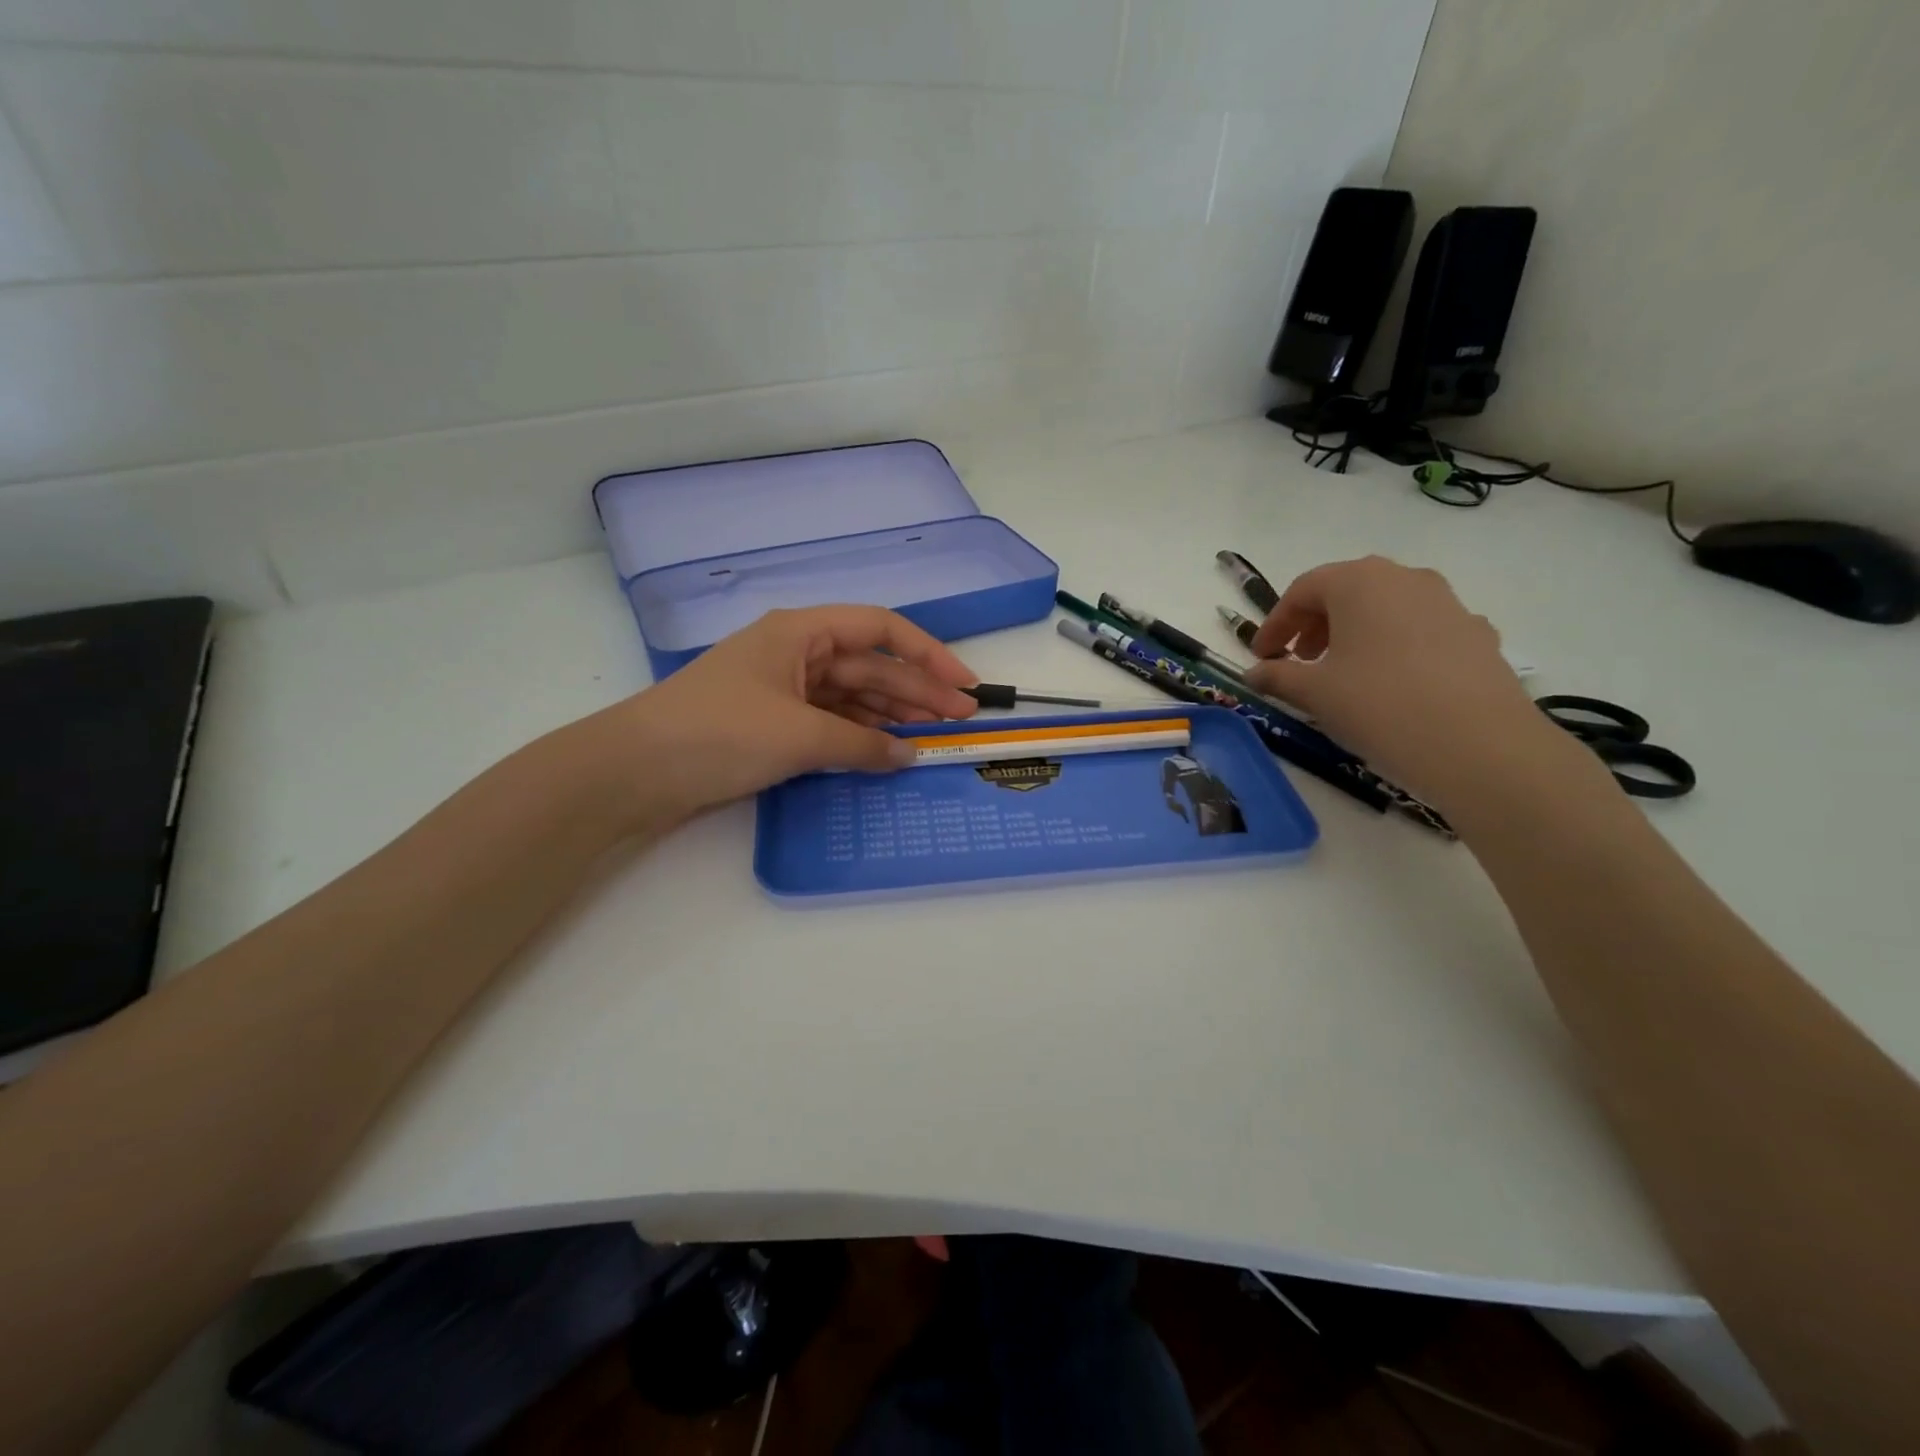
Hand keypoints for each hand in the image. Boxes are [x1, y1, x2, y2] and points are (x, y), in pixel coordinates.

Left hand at [588, 606, 978, 825]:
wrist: (635, 771)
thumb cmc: (720, 733)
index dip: (928, 654)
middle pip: (870, 666)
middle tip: (960, 722)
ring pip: (853, 696)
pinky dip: (860, 736)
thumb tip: (909, 756)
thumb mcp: (799, 736)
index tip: (963, 685)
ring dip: (892, 716)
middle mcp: (797, 652)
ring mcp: (784, 689)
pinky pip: (831, 722)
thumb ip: (862, 745)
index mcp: (802, 632)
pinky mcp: (773, 723)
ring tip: (933, 738)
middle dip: (917, 691)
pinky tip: (887, 752)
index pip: (880, 629)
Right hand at [1243, 557, 1569, 814]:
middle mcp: (1405, 578)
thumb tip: (1254, 673)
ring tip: (1344, 674)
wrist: (1478, 744)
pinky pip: (1421, 630)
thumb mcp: (1314, 692)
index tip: (1262, 656)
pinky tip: (1392, 685)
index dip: (1276, 623)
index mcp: (1359, 582)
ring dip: (1356, 634)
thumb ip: (1277, 676)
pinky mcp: (1476, 634)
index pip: (1303, 590)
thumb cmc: (1378, 704)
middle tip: (1300, 660)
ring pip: (1387, 608)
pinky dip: (1395, 647)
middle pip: (1347, 591)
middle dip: (1316, 624)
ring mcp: (1448, 603)